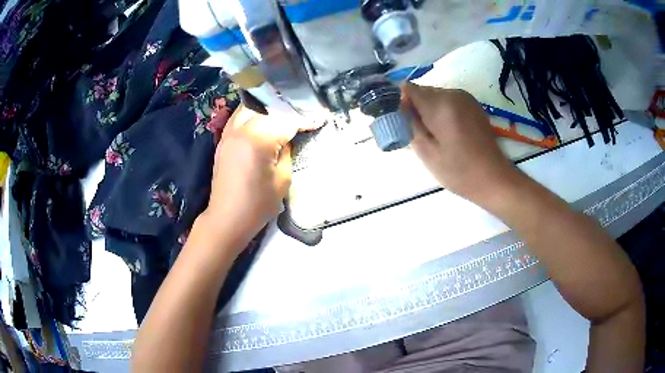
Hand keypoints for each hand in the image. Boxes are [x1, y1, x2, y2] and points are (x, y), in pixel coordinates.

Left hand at [204, 106, 307, 249]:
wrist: (227, 219)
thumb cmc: (257, 205)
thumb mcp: (282, 180)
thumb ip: (286, 153)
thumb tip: (287, 139)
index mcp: (258, 140)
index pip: (286, 121)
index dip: (305, 120)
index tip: (319, 119)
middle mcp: (241, 130)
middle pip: (268, 108)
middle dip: (287, 110)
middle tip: (302, 116)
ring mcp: (229, 133)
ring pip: (250, 107)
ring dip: (268, 108)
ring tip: (284, 113)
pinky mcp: (223, 140)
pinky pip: (239, 117)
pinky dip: (253, 114)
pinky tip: (263, 120)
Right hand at [403, 83, 520, 201]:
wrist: (494, 178)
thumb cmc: (459, 171)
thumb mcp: (427, 153)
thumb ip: (410, 125)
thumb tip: (400, 108)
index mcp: (440, 105)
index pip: (408, 89)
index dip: (401, 102)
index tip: (404, 122)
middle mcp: (452, 94)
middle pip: (422, 91)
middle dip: (416, 107)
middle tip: (419, 133)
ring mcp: (465, 97)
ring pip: (435, 95)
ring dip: (429, 110)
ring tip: (436, 134)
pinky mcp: (473, 104)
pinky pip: (448, 100)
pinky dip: (442, 111)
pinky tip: (449, 131)